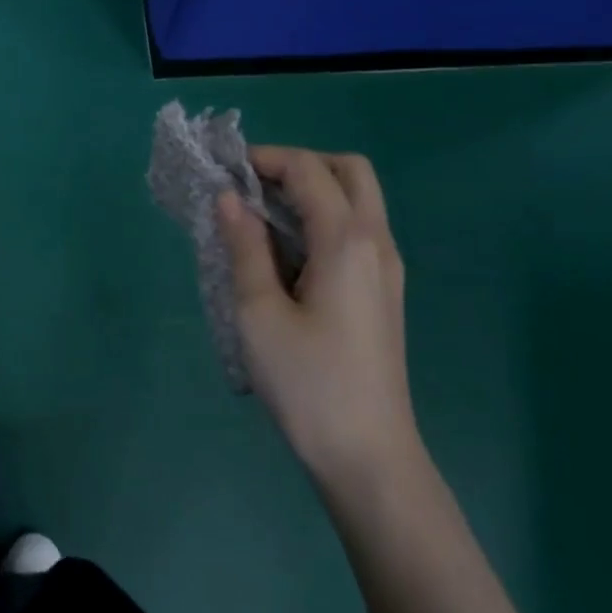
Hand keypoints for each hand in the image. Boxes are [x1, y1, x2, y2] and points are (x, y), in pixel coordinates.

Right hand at [216, 147, 422, 494]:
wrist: (367, 453)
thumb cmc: (307, 382)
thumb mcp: (258, 312)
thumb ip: (244, 247)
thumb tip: (230, 198)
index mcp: (347, 241)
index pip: (309, 170)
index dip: (266, 159)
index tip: (225, 170)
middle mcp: (377, 243)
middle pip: (349, 171)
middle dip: (299, 165)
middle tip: (254, 187)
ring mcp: (387, 268)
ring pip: (358, 200)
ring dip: (312, 191)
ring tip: (261, 218)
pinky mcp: (383, 292)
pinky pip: (357, 230)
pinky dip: (323, 219)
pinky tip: (286, 253)